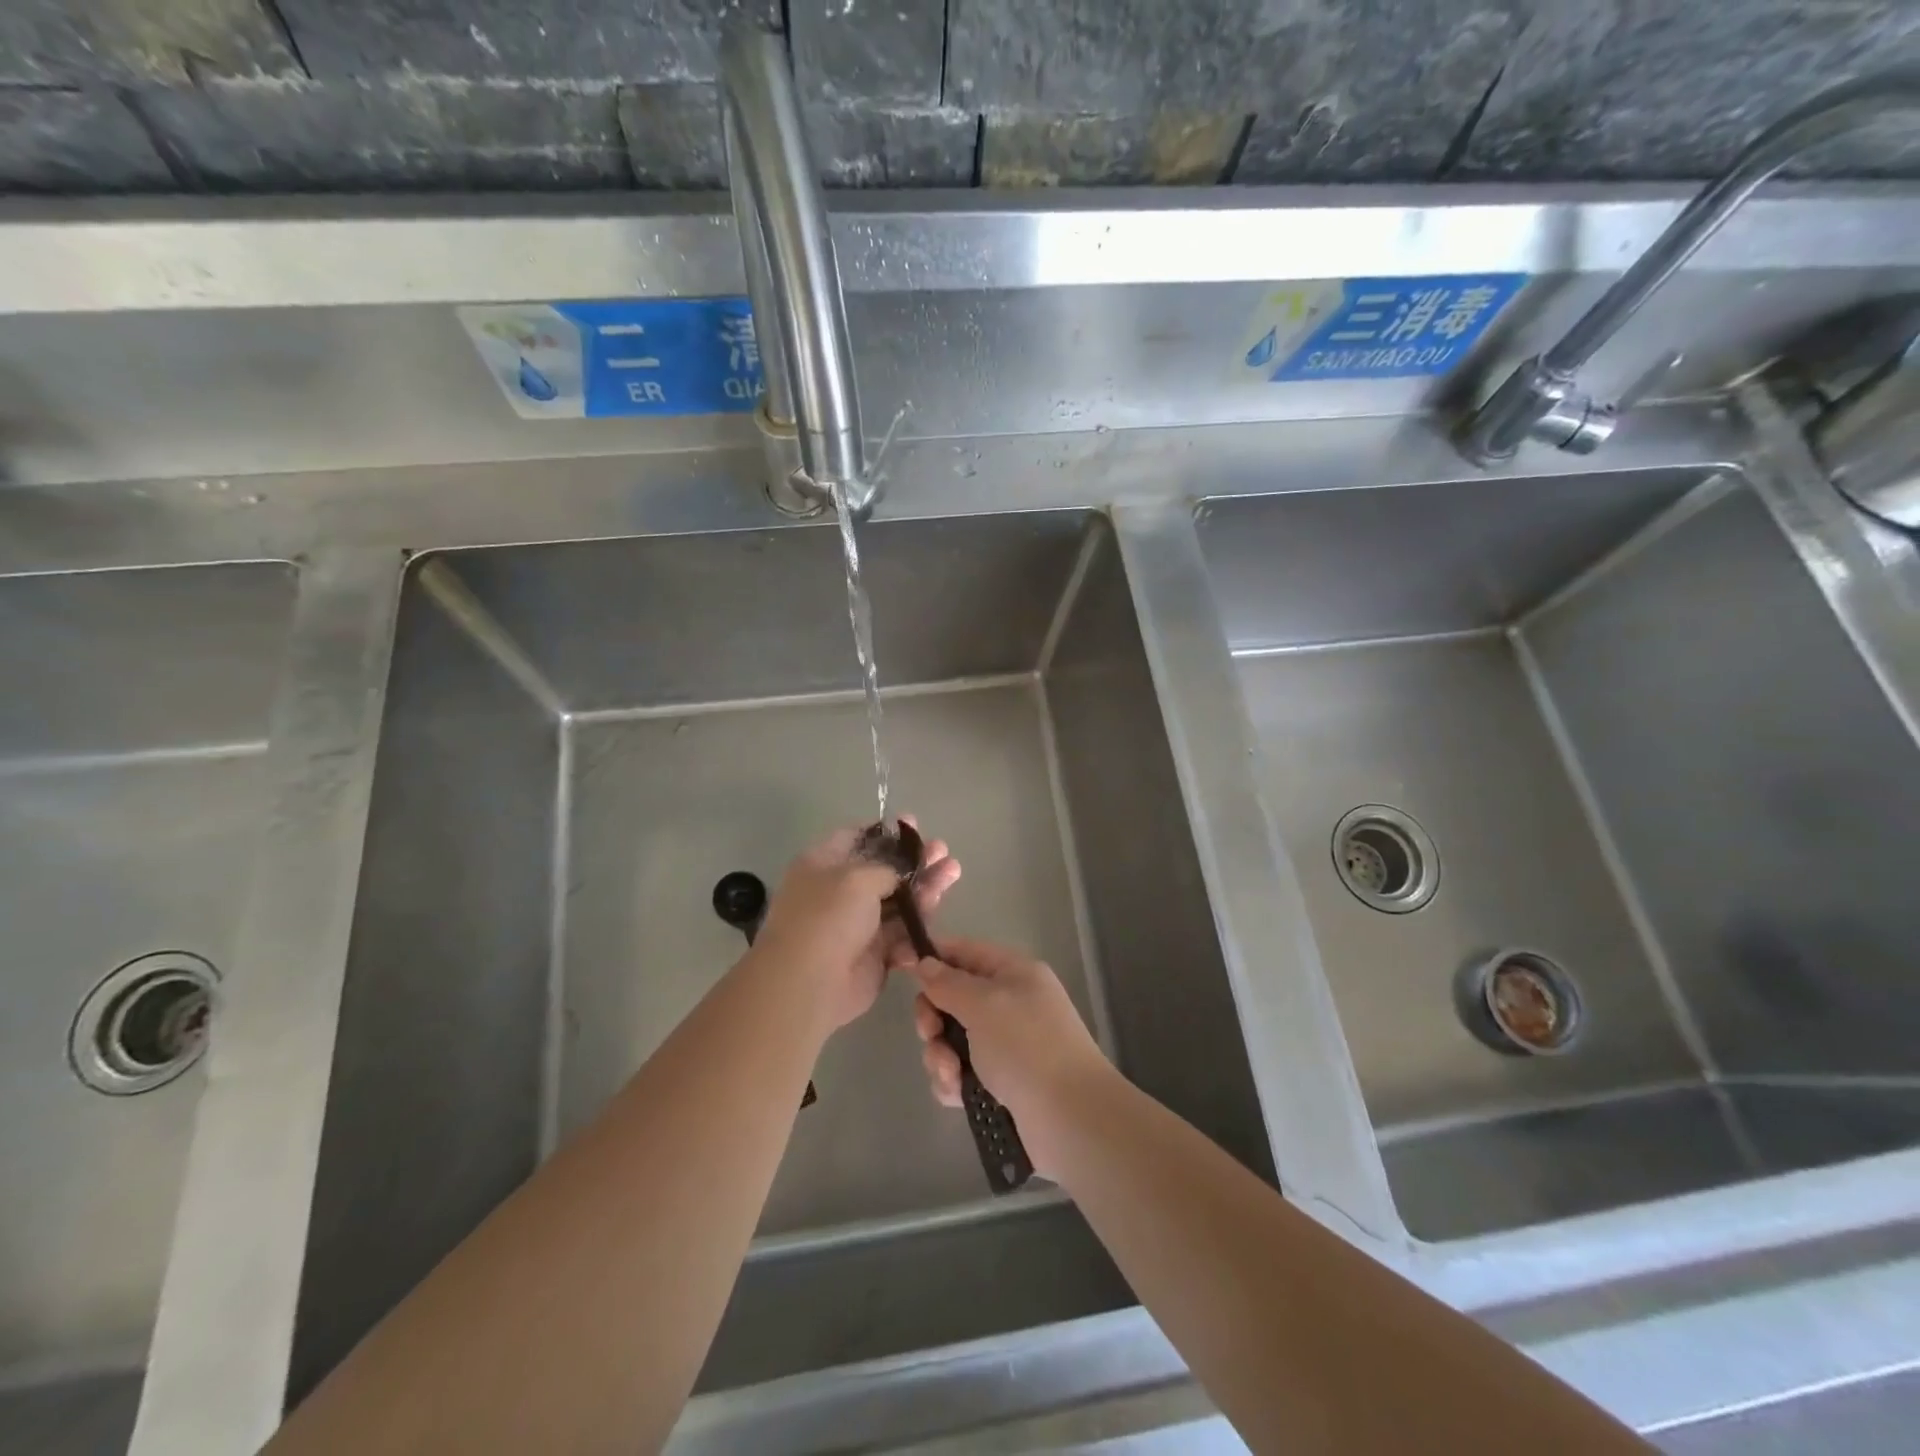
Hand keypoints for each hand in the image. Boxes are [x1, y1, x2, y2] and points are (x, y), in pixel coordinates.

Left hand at [753, 816, 960, 1033]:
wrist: (811, 983)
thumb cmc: (828, 918)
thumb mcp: (858, 878)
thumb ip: (888, 867)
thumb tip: (904, 868)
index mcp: (823, 864)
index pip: (855, 838)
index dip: (885, 831)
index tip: (914, 825)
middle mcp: (839, 891)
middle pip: (883, 870)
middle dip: (914, 859)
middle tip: (943, 850)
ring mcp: (857, 923)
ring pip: (898, 900)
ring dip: (925, 886)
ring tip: (953, 870)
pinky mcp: (874, 953)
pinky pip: (902, 931)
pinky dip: (919, 920)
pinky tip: (939, 904)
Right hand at [911, 937, 1113, 1176]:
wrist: (1070, 1119)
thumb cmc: (1027, 1046)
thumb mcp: (984, 1004)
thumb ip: (948, 983)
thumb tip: (925, 963)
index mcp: (1013, 973)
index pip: (965, 952)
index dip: (933, 957)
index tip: (901, 968)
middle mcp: (1009, 1004)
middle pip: (953, 998)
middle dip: (934, 1017)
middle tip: (930, 1034)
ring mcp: (1005, 1045)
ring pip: (952, 1039)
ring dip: (940, 1055)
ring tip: (951, 1073)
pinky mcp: (1000, 1083)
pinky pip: (961, 1072)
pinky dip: (953, 1081)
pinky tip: (957, 1094)